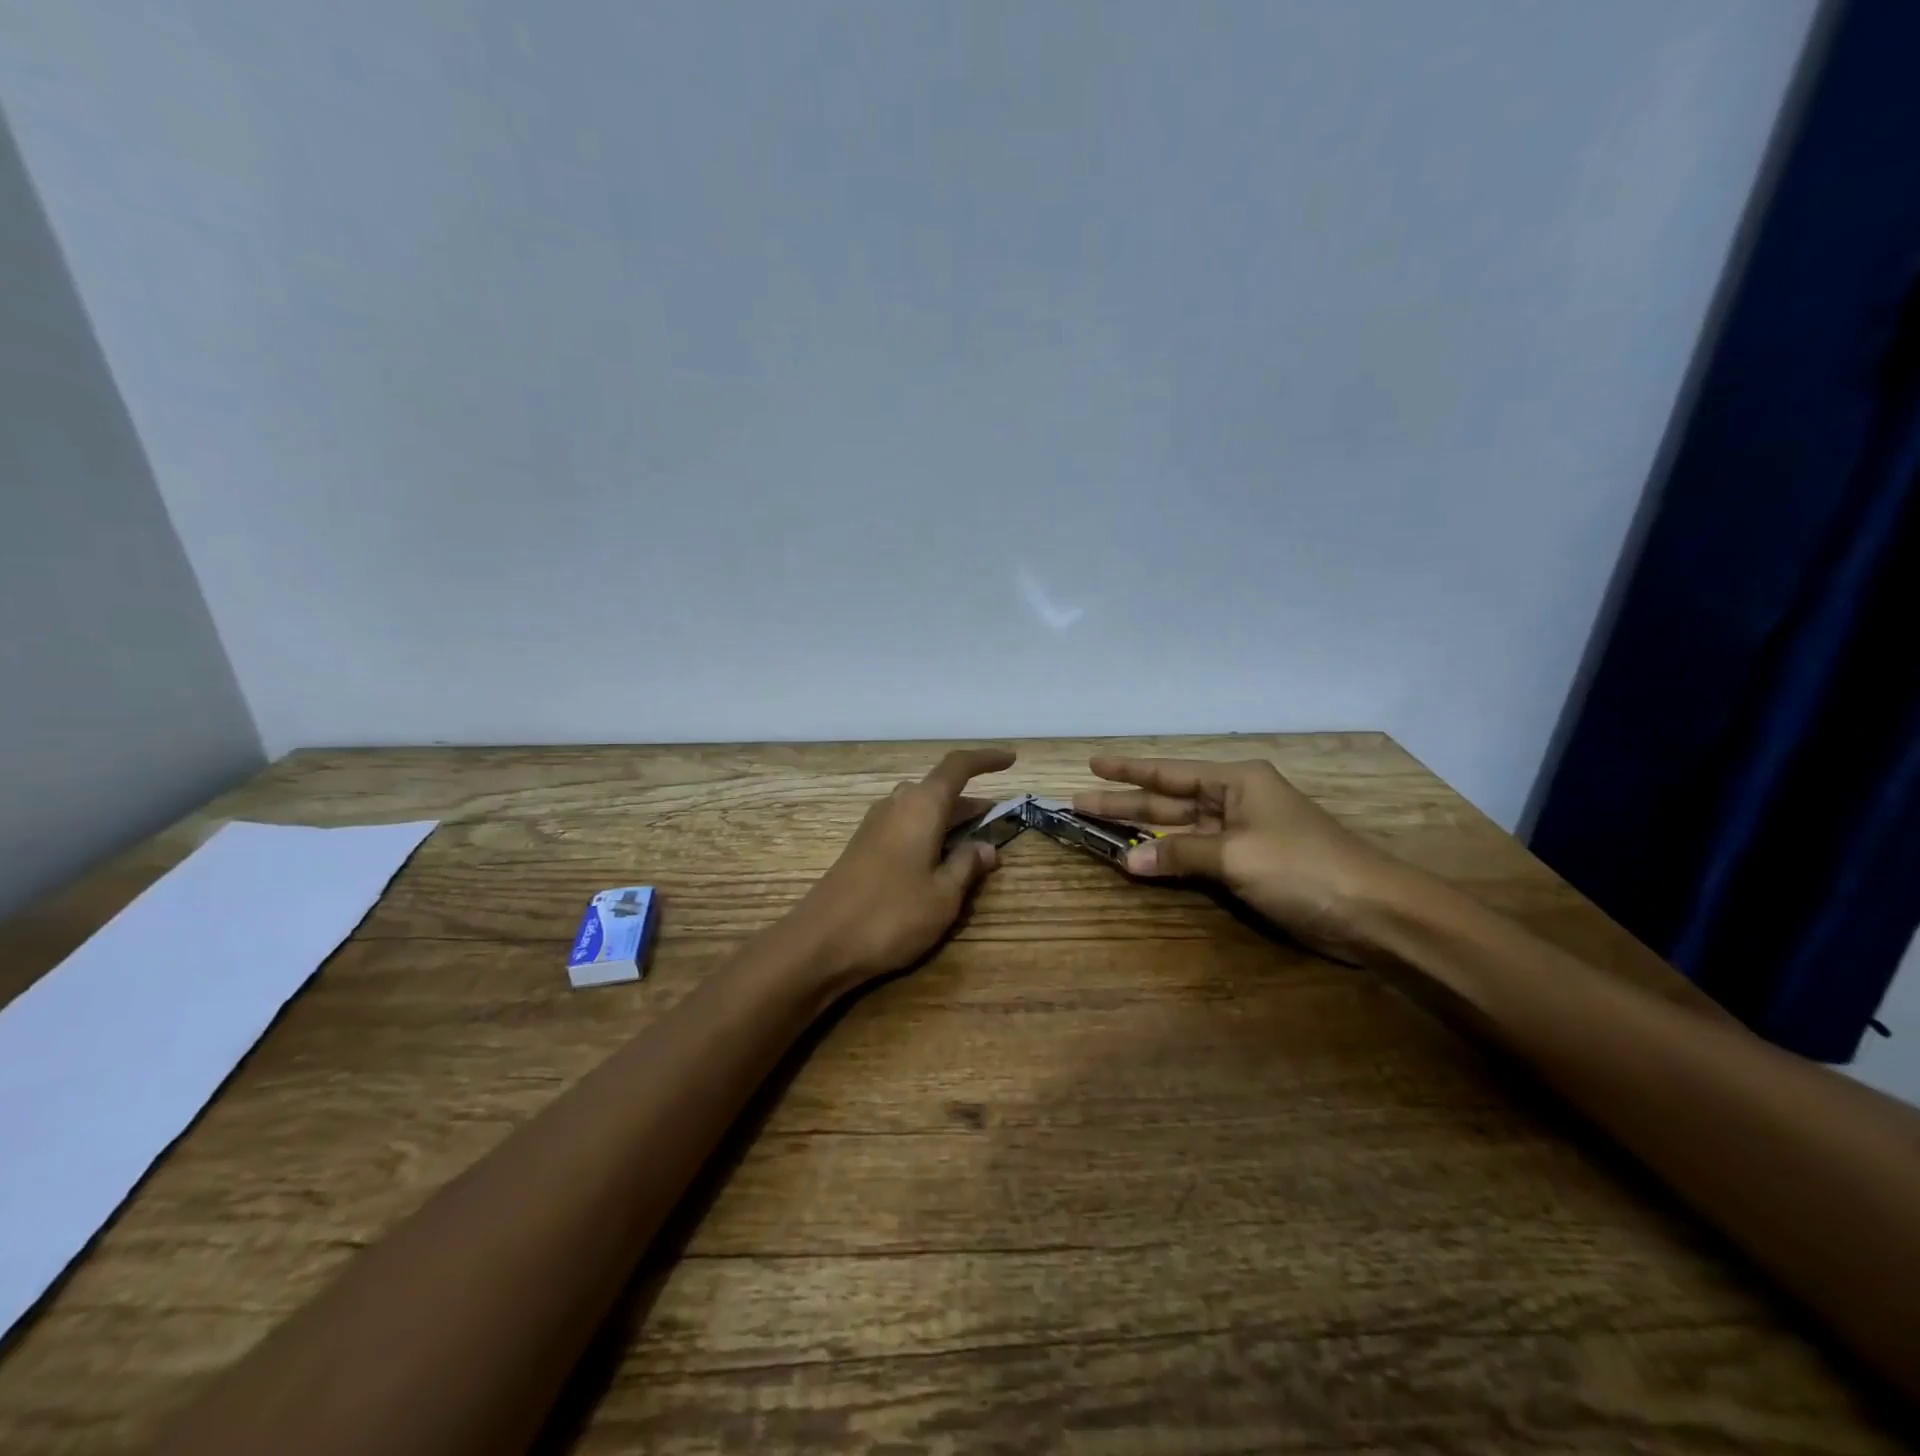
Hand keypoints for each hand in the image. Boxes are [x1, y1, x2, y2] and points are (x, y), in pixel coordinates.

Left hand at [787, 748, 1014, 985]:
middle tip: (998, 821)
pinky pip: (905, 826)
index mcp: (921, 805)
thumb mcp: (943, 895)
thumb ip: (967, 865)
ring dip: (949, 819)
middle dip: (970, 802)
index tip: (1011, 759)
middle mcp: (897, 804)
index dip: (986, 759)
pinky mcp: (863, 847)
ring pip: (921, 809)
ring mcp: (875, 825)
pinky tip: (938, 861)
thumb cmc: (891, 914)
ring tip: (974, 843)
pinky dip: (929, 833)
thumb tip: (985, 847)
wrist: (820, 943)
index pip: (958, 766)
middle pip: (939, 789)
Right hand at [1074, 755, 1406, 962]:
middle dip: (1125, 802)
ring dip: (1142, 833)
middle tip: (1080, 802)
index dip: (1128, 770)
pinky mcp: (1248, 865)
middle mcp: (1235, 801)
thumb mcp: (1236, 854)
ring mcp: (1242, 834)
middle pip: (1168, 800)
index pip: (1168, 773)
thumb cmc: (1302, 867)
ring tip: (1099, 830)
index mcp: (1236, 781)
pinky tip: (1141, 862)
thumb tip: (1129, 862)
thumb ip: (1180, 854)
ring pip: (1180, 829)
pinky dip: (1169, 858)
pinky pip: (1196, 855)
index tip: (1092, 764)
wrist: (1371, 911)